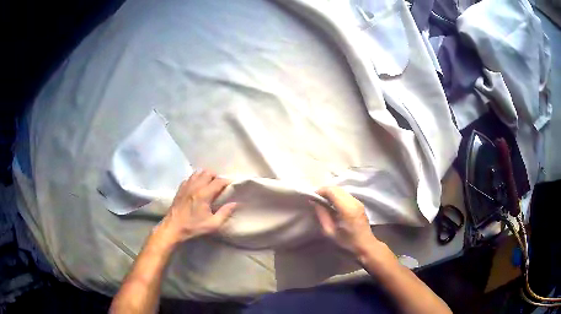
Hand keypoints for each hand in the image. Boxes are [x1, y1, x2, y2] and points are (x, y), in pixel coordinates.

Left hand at [159, 169, 236, 243]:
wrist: (173, 227)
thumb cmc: (193, 227)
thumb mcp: (213, 224)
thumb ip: (225, 213)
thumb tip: (235, 203)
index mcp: (204, 194)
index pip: (218, 181)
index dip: (226, 181)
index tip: (231, 185)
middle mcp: (195, 186)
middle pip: (208, 173)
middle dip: (216, 177)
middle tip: (220, 185)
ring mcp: (186, 186)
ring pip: (198, 172)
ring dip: (206, 176)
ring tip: (209, 184)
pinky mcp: (180, 188)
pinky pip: (190, 177)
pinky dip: (196, 178)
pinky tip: (198, 186)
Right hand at [312, 187, 377, 256]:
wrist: (366, 245)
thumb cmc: (347, 242)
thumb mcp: (330, 232)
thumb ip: (322, 215)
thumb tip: (315, 202)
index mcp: (347, 209)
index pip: (332, 191)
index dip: (320, 191)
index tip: (312, 197)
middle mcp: (354, 202)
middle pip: (337, 188)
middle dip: (324, 191)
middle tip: (315, 199)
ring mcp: (358, 201)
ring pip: (341, 190)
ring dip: (330, 193)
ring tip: (322, 201)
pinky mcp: (359, 203)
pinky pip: (345, 194)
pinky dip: (336, 196)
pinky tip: (331, 204)